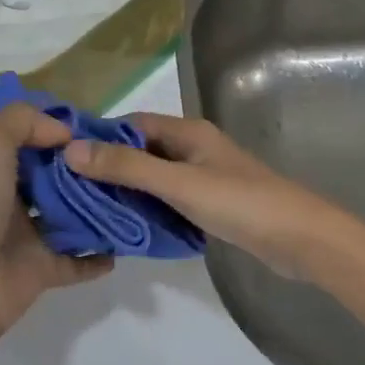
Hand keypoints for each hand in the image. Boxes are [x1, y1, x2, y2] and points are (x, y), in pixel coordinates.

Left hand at [0, 103, 113, 342]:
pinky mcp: (43, 270)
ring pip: (70, 216)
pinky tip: (125, 242)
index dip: (61, 130)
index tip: (99, 127)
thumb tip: (64, 133)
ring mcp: (27, 237)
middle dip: (86, 168)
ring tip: (133, 194)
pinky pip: (79, 260)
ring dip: (98, 207)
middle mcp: (9, 199)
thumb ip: (23, 121)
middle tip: (126, 160)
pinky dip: (100, 255)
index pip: (31, 140)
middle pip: (55, 177)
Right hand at [64, 113, 357, 282]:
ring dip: (127, 191)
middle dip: (109, 167)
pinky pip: (169, 200)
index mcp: (188, 132)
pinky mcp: (212, 205)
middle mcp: (194, 149)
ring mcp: (205, 178)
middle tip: (70, 190)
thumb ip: (127, 167)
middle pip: (142, 151)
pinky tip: (127, 226)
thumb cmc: (240, 203)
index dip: (99, 137)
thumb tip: (71, 149)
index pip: (132, 125)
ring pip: (155, 178)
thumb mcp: (178, 183)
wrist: (301, 240)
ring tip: (89, 209)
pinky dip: (148, 209)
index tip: (63, 156)